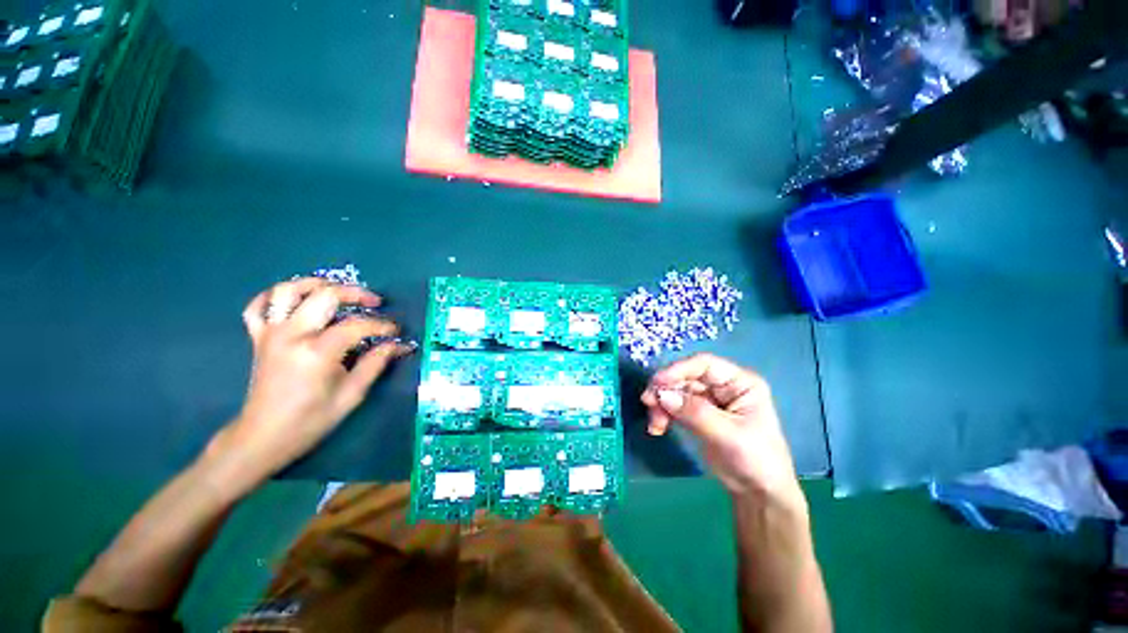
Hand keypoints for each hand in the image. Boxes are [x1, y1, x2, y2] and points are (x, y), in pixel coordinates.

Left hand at [207, 278, 413, 485]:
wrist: (263, 436)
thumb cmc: (310, 420)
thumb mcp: (351, 395)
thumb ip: (375, 364)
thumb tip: (398, 346)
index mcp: (316, 352)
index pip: (357, 326)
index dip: (382, 326)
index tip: (396, 332)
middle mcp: (292, 335)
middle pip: (325, 295)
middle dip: (356, 293)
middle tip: (375, 302)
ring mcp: (271, 333)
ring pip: (288, 290)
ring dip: (316, 284)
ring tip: (337, 290)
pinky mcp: (258, 338)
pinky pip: (258, 306)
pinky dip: (273, 296)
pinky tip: (293, 300)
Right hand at [641, 354, 803, 508]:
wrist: (758, 494)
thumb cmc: (756, 461)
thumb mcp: (728, 435)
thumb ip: (695, 413)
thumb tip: (662, 395)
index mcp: (739, 382)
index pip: (704, 364)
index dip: (679, 369)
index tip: (657, 383)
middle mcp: (722, 386)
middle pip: (685, 377)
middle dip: (665, 389)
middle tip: (648, 403)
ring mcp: (708, 399)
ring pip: (675, 391)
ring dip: (660, 404)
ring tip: (655, 424)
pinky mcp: (696, 414)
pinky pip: (673, 406)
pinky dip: (662, 414)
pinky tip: (657, 428)